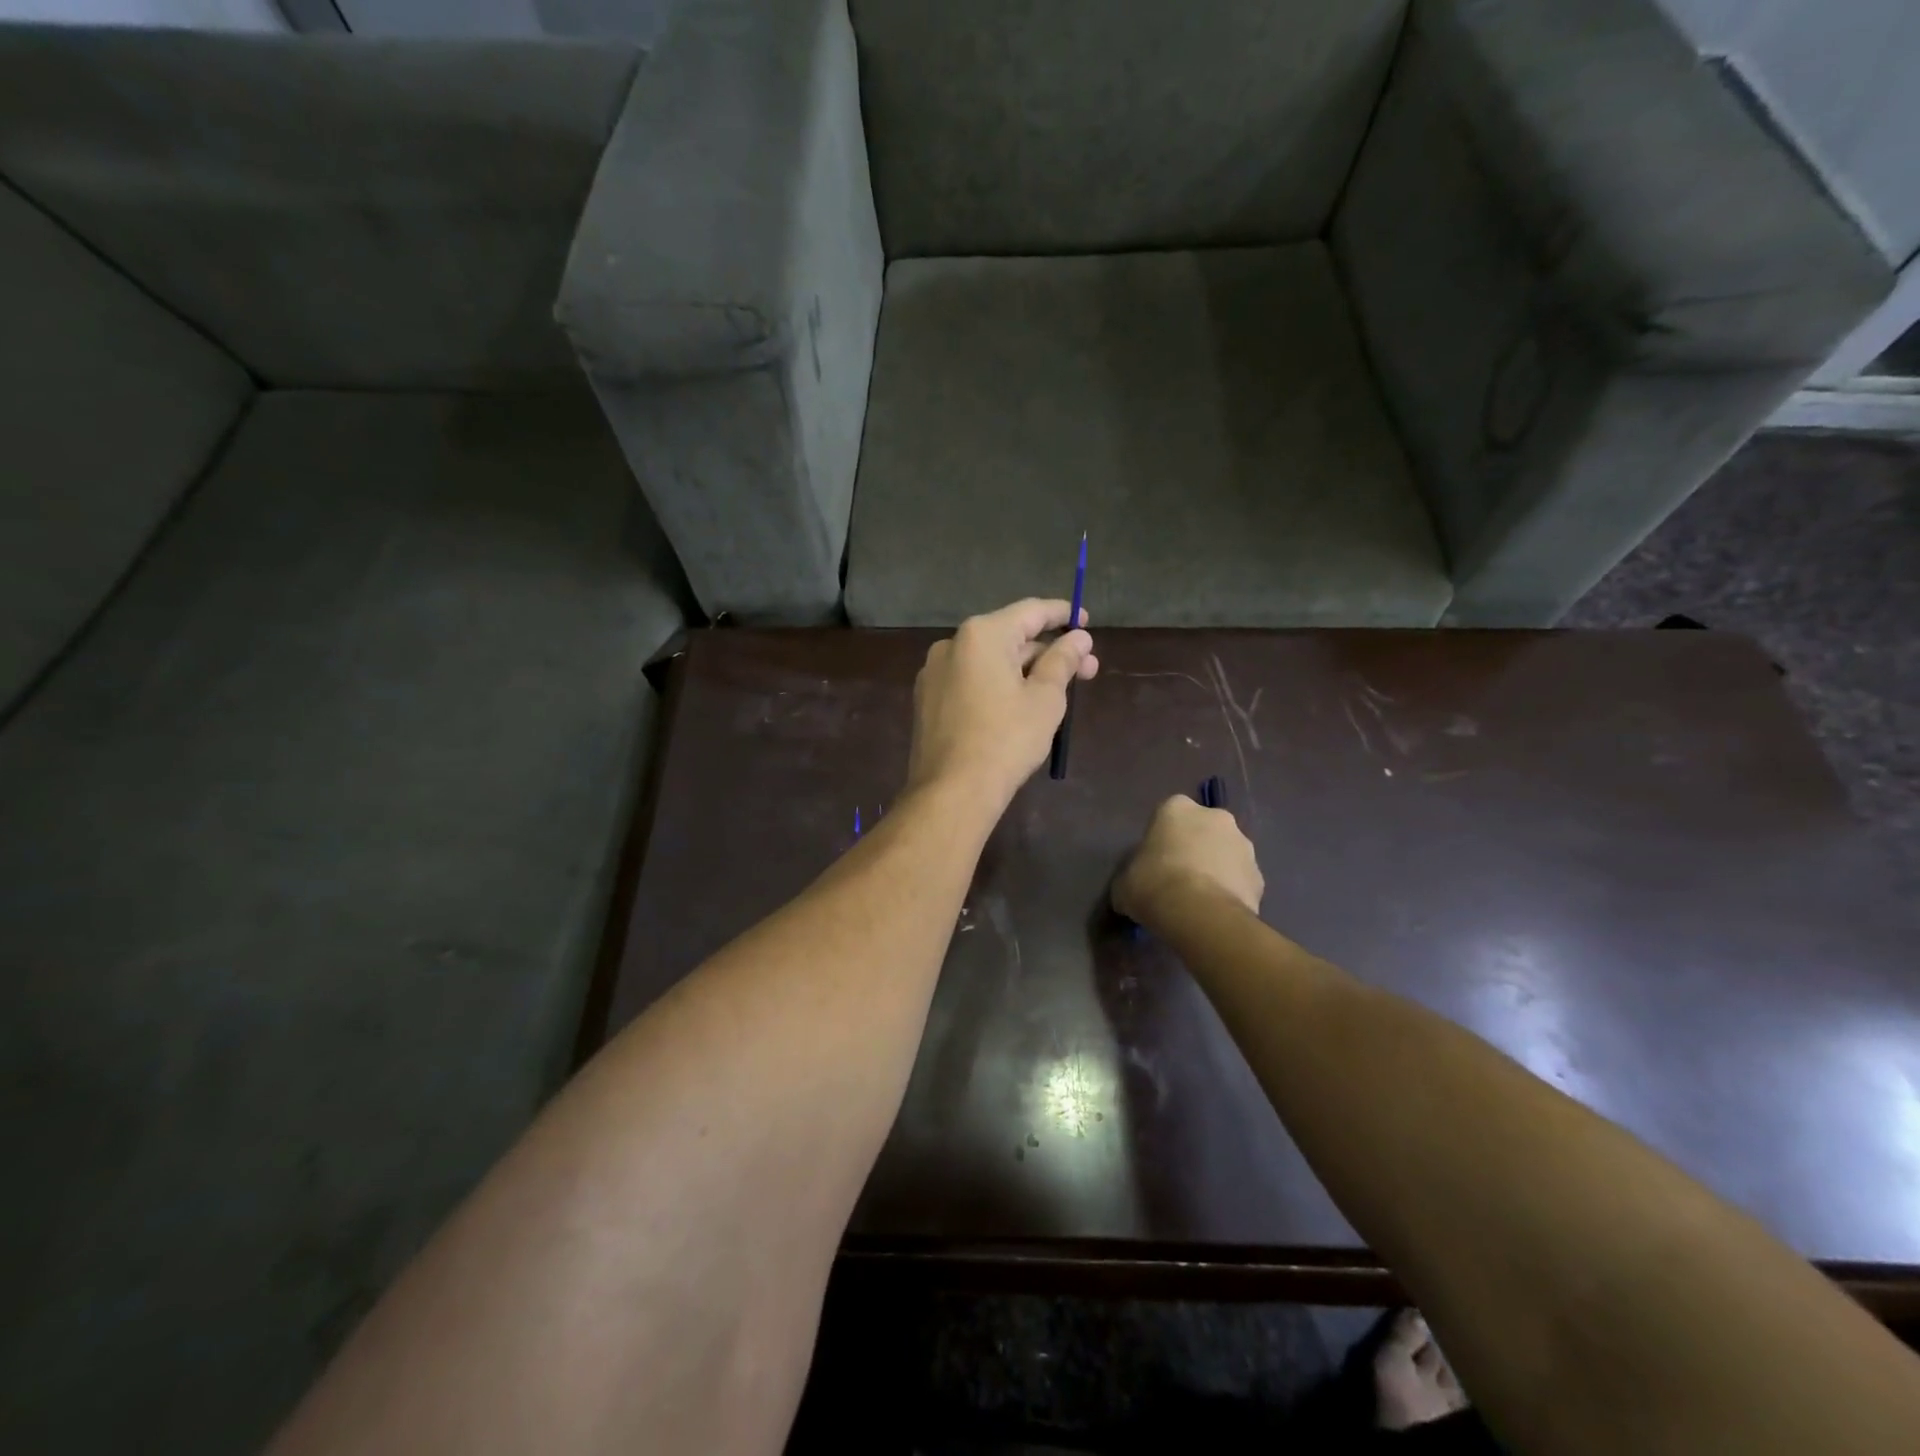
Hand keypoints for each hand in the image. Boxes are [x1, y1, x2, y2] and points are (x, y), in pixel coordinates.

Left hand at [907, 598, 1097, 806]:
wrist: (952, 791)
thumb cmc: (1006, 739)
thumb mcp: (1045, 698)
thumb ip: (1063, 660)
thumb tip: (1079, 638)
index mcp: (981, 635)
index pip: (1030, 612)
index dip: (1063, 615)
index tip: (1086, 622)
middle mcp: (951, 645)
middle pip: (1010, 638)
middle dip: (1049, 653)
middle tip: (1087, 670)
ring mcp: (934, 674)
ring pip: (990, 662)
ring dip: (1025, 671)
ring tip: (1057, 692)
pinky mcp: (928, 701)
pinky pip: (971, 681)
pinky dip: (998, 686)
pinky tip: (1019, 706)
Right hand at [1113, 795, 1264, 928]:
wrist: (1200, 914)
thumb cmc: (1153, 885)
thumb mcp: (1123, 883)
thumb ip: (1129, 878)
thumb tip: (1129, 892)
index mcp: (1177, 808)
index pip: (1167, 815)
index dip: (1161, 839)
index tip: (1154, 862)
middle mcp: (1215, 817)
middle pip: (1202, 830)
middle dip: (1194, 848)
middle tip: (1177, 878)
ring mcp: (1243, 845)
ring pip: (1225, 853)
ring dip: (1215, 869)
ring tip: (1199, 900)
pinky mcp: (1260, 876)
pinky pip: (1240, 880)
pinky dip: (1231, 892)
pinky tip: (1216, 912)